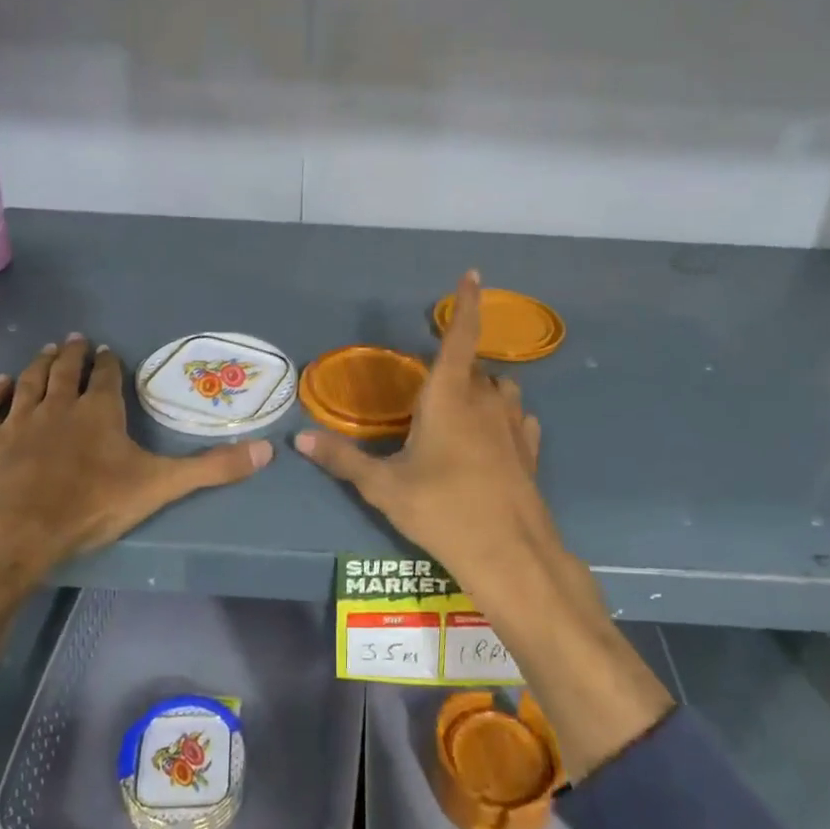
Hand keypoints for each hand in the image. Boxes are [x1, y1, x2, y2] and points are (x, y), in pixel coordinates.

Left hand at [0, 334, 273, 577]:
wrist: (14, 534)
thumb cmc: (90, 507)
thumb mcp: (160, 486)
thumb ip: (212, 469)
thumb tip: (269, 450)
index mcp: (99, 412)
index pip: (107, 377)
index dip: (110, 363)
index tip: (110, 352)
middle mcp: (58, 406)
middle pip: (65, 370)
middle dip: (73, 354)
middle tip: (75, 340)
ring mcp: (17, 421)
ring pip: (28, 381)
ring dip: (36, 365)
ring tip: (43, 351)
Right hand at [294, 271, 561, 608]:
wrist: (509, 554)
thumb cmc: (441, 510)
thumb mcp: (384, 487)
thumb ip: (342, 459)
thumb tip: (299, 440)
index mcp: (450, 396)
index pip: (459, 337)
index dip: (466, 304)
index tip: (473, 274)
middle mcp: (487, 400)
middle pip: (472, 369)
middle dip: (453, 370)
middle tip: (427, 395)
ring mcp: (514, 425)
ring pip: (499, 390)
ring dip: (481, 390)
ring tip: (459, 413)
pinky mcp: (530, 451)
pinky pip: (517, 419)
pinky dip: (503, 418)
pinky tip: (492, 440)